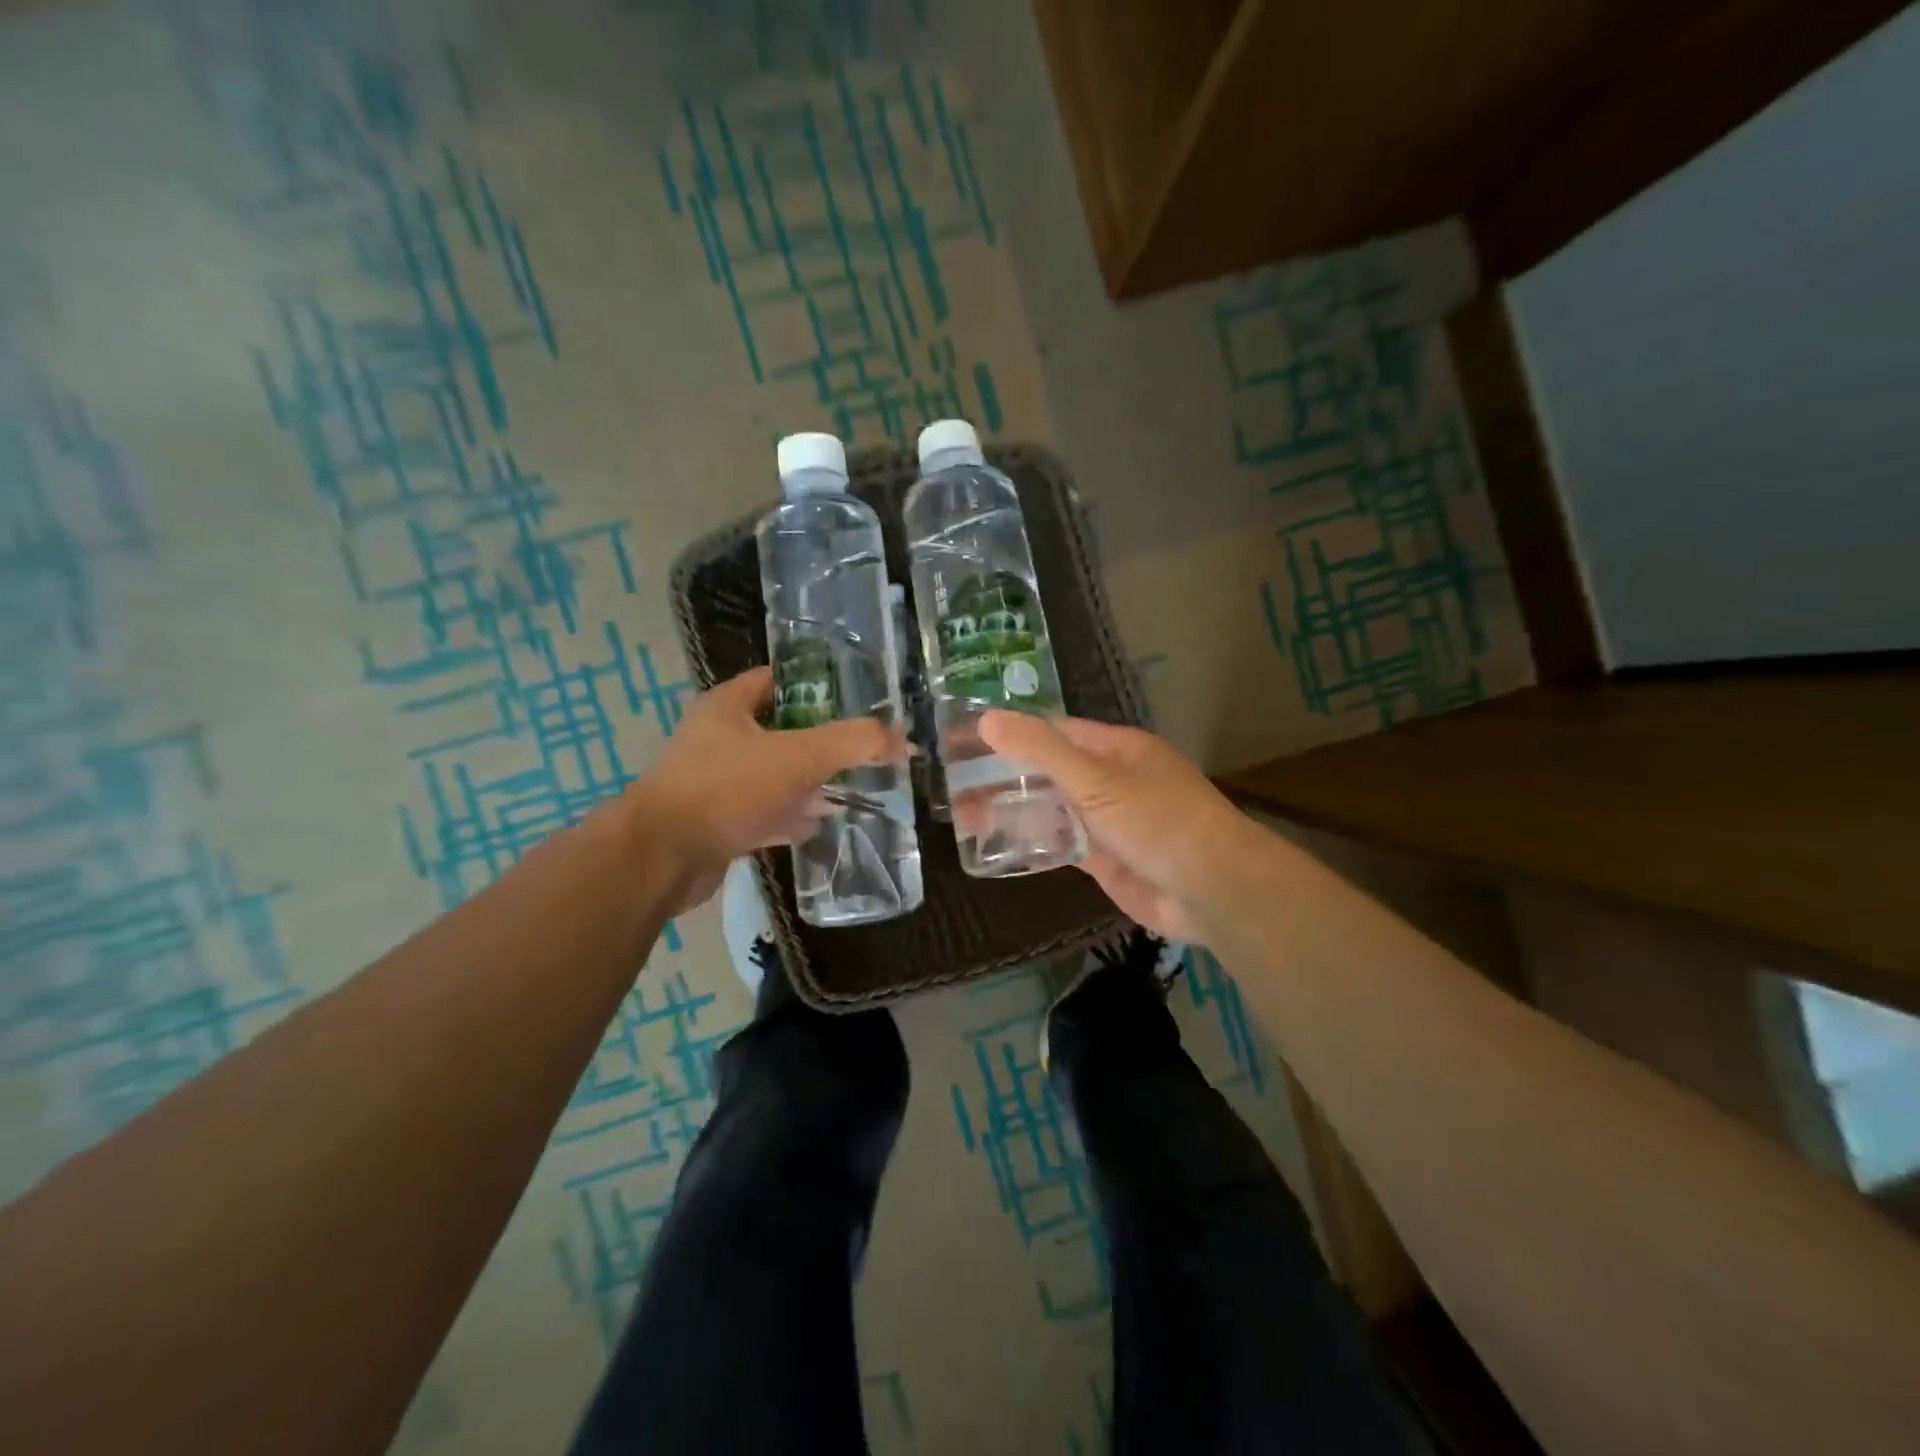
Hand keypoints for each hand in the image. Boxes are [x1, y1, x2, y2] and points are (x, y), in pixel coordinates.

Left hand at [629, 667, 902, 912]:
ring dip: (807, 783)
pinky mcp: (715, 822)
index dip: (817, 685)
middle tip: (861, 750)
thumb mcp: (798, 757)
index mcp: (728, 706)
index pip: (777, 680)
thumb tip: (900, 738)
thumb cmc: (727, 789)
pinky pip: (761, 812)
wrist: (661, 858)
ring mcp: (714, 782)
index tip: (857, 700)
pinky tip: (816, 825)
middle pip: (780, 730)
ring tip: (850, 788)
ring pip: (772, 775)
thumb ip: (852, 743)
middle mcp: (718, 739)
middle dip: (821, 741)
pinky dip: (787, 817)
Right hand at [978, 712, 1254, 941]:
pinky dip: (1032, 842)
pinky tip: (996, 845)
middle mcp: (1110, 780)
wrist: (1210, 890)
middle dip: (1006, 776)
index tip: (967, 741)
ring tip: (963, 815)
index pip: (1054, 732)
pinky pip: (1061, 844)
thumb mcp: (1096, 778)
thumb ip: (1041, 750)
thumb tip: (987, 719)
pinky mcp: (1104, 859)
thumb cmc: (1157, 820)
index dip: (1012, 734)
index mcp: (1115, 749)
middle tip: (954, 785)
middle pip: (1049, 771)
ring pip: (1051, 809)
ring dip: (1014, 810)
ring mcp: (1107, 821)